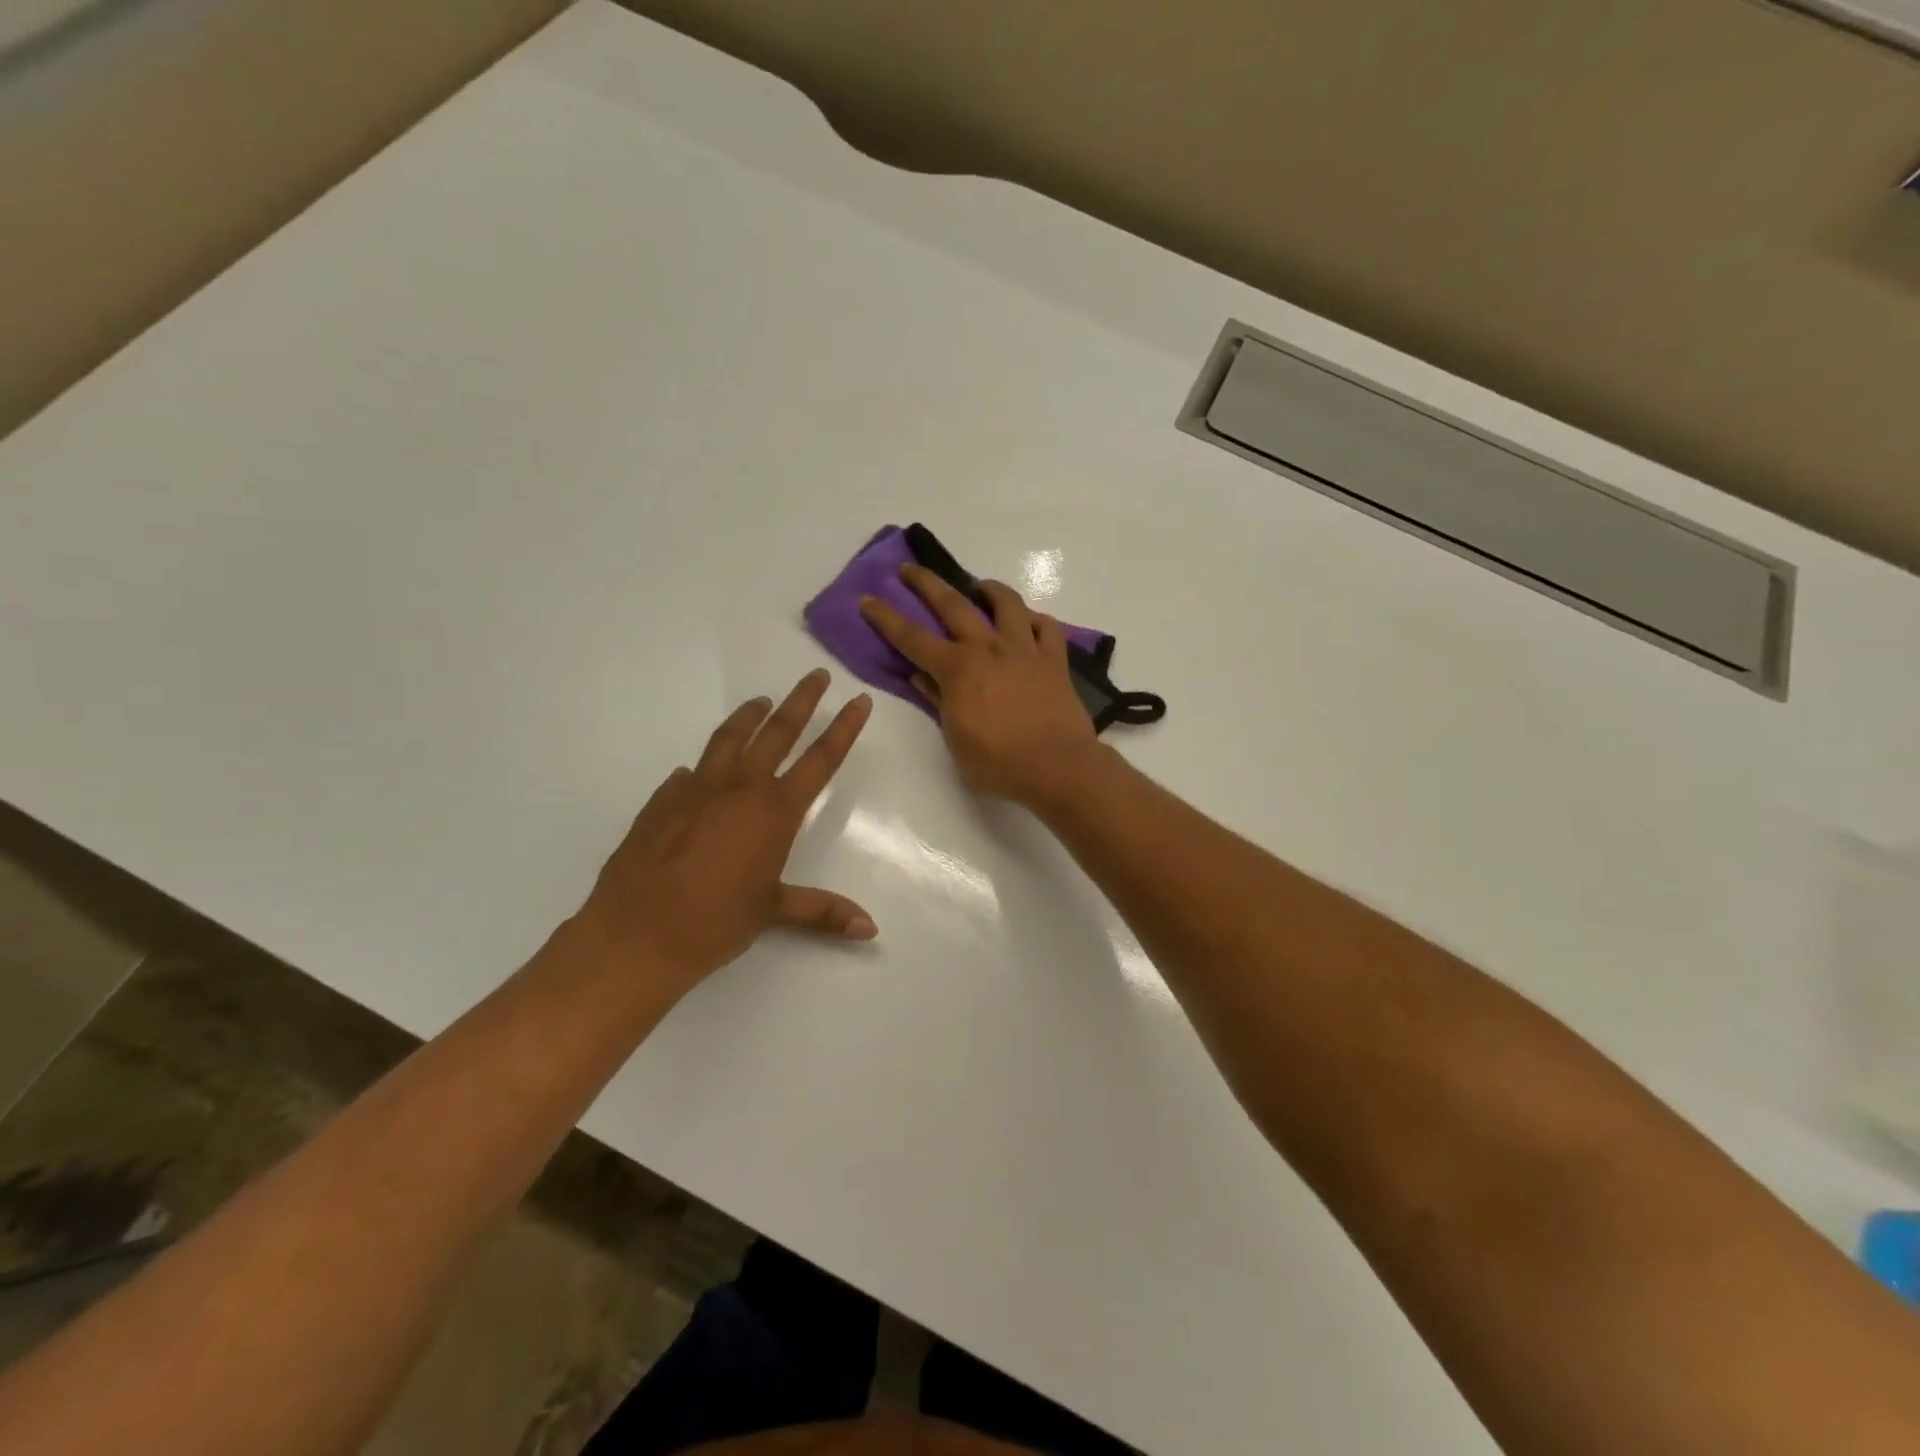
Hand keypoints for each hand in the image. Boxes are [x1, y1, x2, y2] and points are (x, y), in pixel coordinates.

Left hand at [576, 669, 874, 994]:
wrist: (637, 933)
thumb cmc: (716, 922)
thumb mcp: (774, 912)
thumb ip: (823, 911)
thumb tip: (871, 929)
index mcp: (775, 811)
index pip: (821, 759)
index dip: (844, 728)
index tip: (858, 700)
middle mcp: (740, 788)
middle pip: (779, 731)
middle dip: (802, 701)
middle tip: (817, 675)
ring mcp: (697, 788)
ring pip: (730, 738)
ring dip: (750, 716)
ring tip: (761, 700)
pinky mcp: (663, 799)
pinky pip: (690, 772)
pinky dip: (704, 765)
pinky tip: (698, 771)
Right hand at [859, 565, 1097, 804]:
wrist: (1058, 767)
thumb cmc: (999, 763)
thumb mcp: (956, 739)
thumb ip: (938, 701)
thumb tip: (920, 676)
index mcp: (958, 669)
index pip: (912, 638)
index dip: (886, 618)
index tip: (868, 599)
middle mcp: (989, 648)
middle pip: (953, 605)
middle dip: (927, 583)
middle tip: (910, 569)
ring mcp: (1025, 650)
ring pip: (1007, 604)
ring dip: (989, 589)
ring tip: (979, 586)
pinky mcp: (1055, 660)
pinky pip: (1046, 627)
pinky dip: (1034, 620)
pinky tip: (1028, 622)